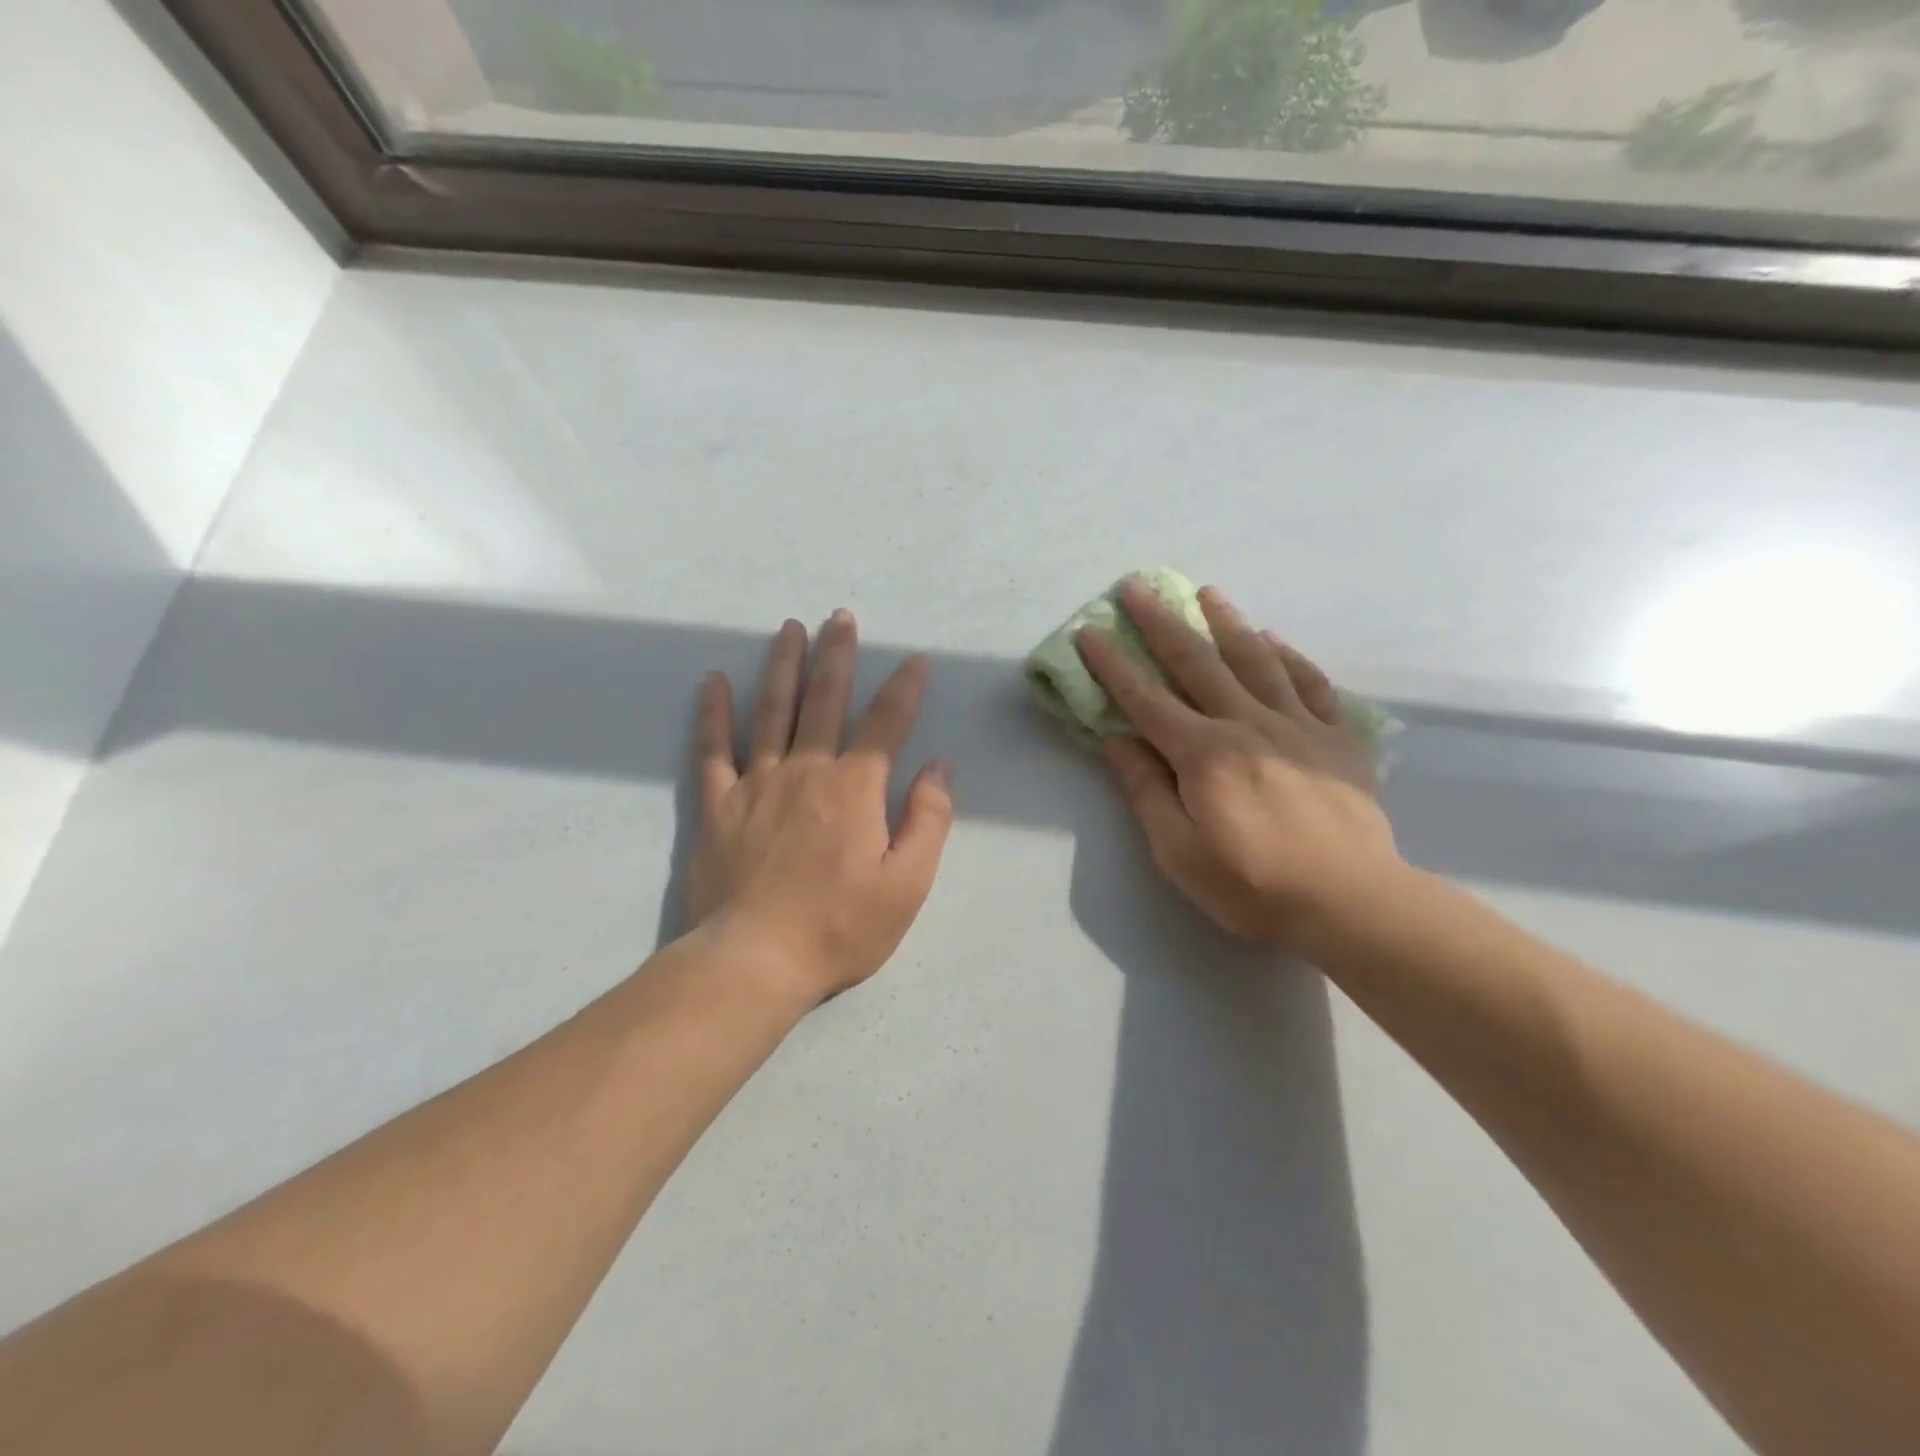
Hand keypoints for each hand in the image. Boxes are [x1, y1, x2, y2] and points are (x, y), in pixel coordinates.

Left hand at [687, 611, 954, 1007]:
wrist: (755, 960)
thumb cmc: (840, 927)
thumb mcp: (907, 884)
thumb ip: (928, 820)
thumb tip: (940, 767)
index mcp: (856, 788)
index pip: (887, 724)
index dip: (905, 689)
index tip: (917, 661)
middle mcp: (807, 771)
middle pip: (825, 701)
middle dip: (837, 656)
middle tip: (840, 618)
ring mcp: (757, 784)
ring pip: (772, 711)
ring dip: (783, 666)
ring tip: (790, 629)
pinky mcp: (718, 805)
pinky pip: (713, 749)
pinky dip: (713, 713)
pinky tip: (713, 681)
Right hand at [1077, 581, 1401, 957]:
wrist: (1353, 904)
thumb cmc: (1254, 886)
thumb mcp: (1179, 853)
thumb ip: (1147, 791)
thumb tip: (1117, 739)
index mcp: (1203, 755)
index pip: (1145, 700)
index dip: (1113, 665)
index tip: (1090, 632)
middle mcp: (1247, 725)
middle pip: (1197, 663)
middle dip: (1161, 623)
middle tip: (1137, 588)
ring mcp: (1298, 726)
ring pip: (1256, 660)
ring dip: (1226, 622)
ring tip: (1206, 592)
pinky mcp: (1338, 738)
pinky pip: (1311, 684)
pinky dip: (1289, 656)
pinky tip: (1273, 639)